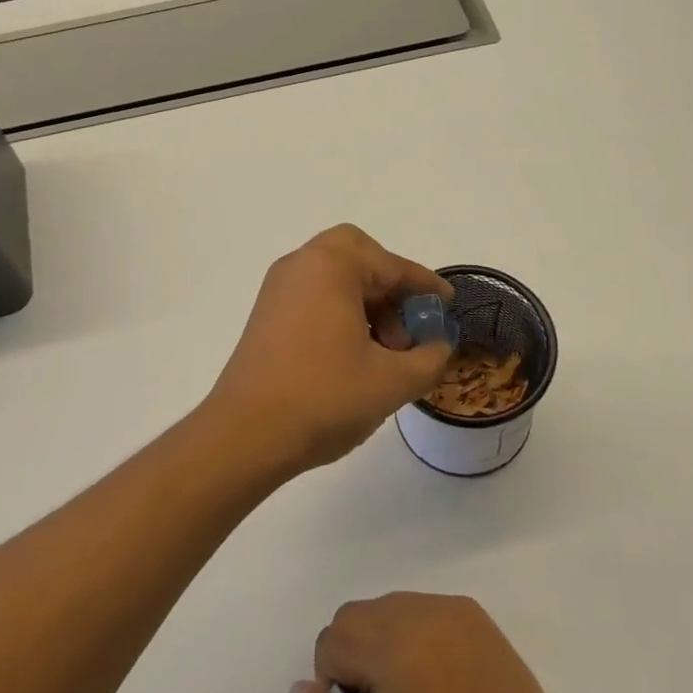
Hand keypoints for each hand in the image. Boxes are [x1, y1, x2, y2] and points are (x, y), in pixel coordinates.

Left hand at [204, 225, 452, 475]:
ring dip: (367, 304)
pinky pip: (314, 297)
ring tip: (385, 353)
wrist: (245, 435)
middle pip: (357, 257)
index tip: (447, 304)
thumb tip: (437, 345)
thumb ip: (428, 358)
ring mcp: (278, 289)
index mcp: (332, 265)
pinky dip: (341, 313)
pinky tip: (354, 357)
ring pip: (335, 279)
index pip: (391, 265)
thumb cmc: (324, 397)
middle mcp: (301, 264)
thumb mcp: (392, 381)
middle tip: (406, 325)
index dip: (424, 285)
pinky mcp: (266, 315)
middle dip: (389, 286)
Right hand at [291, 593, 574, 692]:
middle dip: (353, 657)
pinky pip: (417, 605)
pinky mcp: (468, 608)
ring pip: (383, 606)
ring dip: (381, 642)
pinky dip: (411, 631)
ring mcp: (445, 605)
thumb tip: (300, 690)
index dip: (336, 685)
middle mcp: (416, 612)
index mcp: (393, 651)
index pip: (330, 641)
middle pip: (352, 616)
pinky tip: (438, 674)